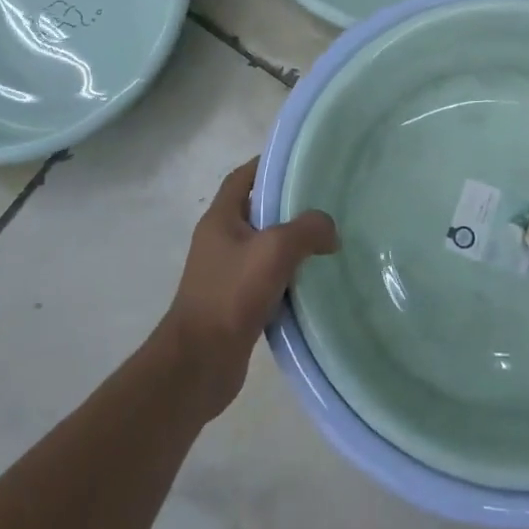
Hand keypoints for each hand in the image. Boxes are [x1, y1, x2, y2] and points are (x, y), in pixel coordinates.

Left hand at [156, 158, 337, 418]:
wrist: (198, 364)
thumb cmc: (230, 295)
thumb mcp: (275, 250)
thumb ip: (308, 229)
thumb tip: (329, 231)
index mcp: (220, 219)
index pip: (242, 178)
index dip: (267, 166)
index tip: (301, 164)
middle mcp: (219, 241)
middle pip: (256, 212)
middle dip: (288, 207)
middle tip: (325, 204)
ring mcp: (225, 274)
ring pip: (264, 248)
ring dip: (291, 245)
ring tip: (326, 242)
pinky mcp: (234, 304)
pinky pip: (266, 279)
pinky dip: (288, 277)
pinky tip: (313, 282)